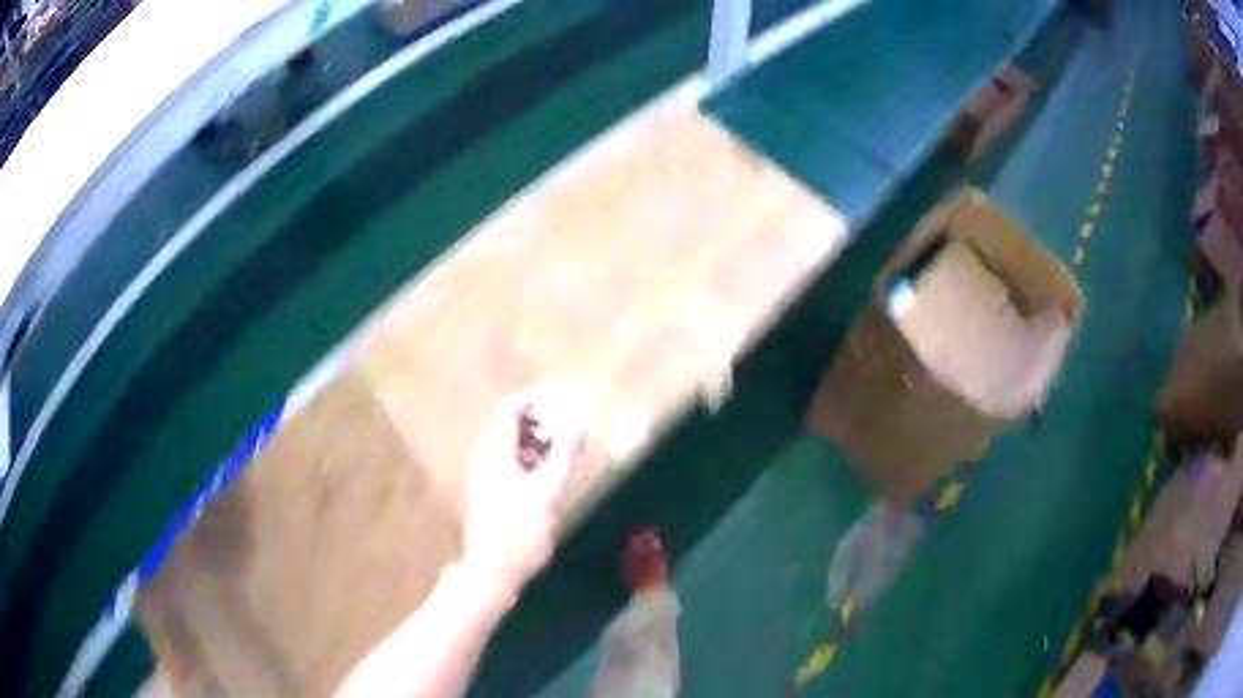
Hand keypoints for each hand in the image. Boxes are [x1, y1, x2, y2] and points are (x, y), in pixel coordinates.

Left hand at [463, 386, 585, 597]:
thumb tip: (579, 423)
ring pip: (507, 445)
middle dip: (537, 420)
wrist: (492, 570)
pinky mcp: (488, 493)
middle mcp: (484, 457)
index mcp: (494, 451)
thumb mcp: (548, 491)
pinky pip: (507, 462)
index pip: (508, 409)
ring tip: (564, 448)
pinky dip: (527, 458)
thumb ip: (564, 455)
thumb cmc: (519, 530)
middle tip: (567, 426)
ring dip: (534, 440)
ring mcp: (484, 476)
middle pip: (506, 425)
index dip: (533, 402)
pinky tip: (548, 473)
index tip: (562, 404)